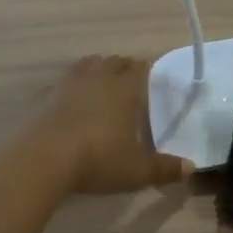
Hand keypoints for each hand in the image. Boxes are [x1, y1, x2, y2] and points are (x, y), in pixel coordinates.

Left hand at [38, 56, 189, 195]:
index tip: (153, 74)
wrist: (41, 160)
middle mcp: (97, 78)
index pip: (139, 68)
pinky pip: (61, 82)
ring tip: (100, 82)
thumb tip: (191, 168)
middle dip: (123, 67)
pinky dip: (69, 86)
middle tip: (129, 78)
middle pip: (112, 62)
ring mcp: (66, 85)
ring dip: (95, 69)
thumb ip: (164, 168)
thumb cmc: (98, 158)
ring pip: (85, 66)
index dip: (147, 68)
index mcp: (123, 88)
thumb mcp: (137, 170)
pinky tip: (69, 101)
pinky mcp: (42, 97)